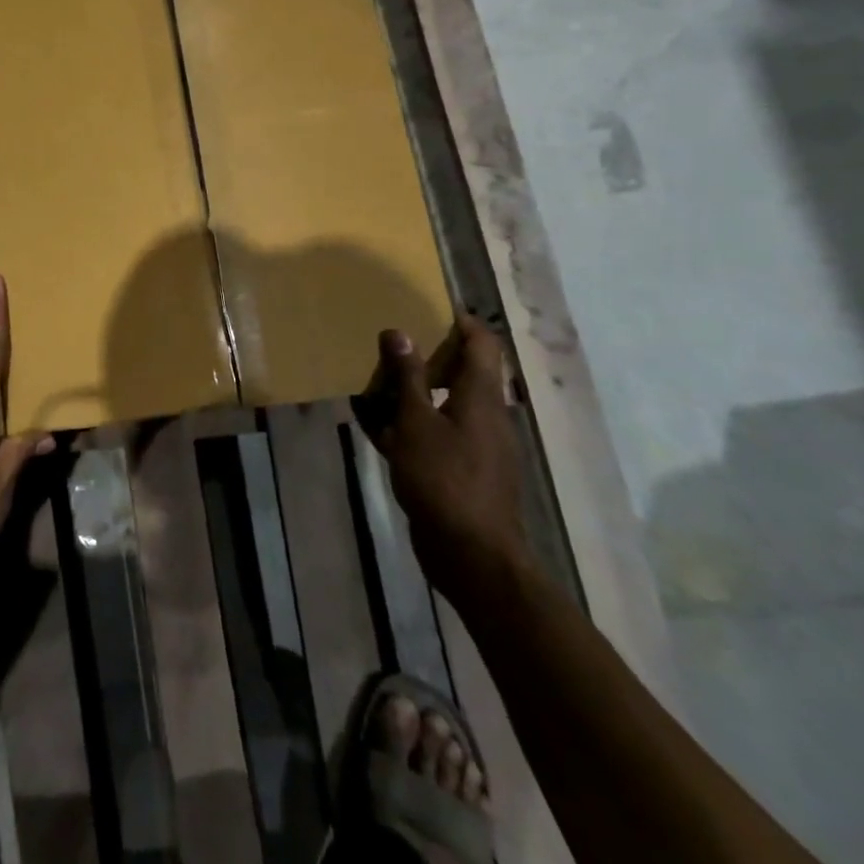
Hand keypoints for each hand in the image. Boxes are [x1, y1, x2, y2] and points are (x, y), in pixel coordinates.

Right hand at [352, 315, 531, 603]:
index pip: (483, 345)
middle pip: (465, 374)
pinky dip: (411, 426)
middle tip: (393, 344)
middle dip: (430, 357)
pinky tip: (377, 428)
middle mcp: (487, 417)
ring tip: (376, 383)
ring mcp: (477, 447)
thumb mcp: (416, 423)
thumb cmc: (444, 480)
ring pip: (446, 405)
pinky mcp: (463, 473)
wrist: (473, 556)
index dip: (463, 322)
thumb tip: (398, 332)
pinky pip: (436, 435)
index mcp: (481, 398)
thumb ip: (408, 378)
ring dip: (415, 393)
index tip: (431, 307)